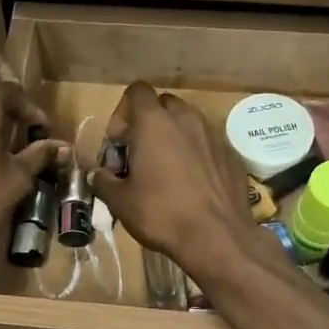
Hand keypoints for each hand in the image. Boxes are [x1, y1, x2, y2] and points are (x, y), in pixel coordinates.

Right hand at [89, 83, 255, 277]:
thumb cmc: (161, 214)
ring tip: (166, 171)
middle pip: (163, 105)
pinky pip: (207, 144)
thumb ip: (103, 181)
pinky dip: (196, 155)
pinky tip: (191, 185)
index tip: (119, 142)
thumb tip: (97, 175)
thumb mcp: (120, 202)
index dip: (123, 112)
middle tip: (140, 155)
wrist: (217, 237)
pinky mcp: (231, 155)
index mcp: (155, 123)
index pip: (137, 91)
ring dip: (173, 138)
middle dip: (149, 124)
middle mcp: (186, 119)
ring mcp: (213, 135)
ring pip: (188, 124)